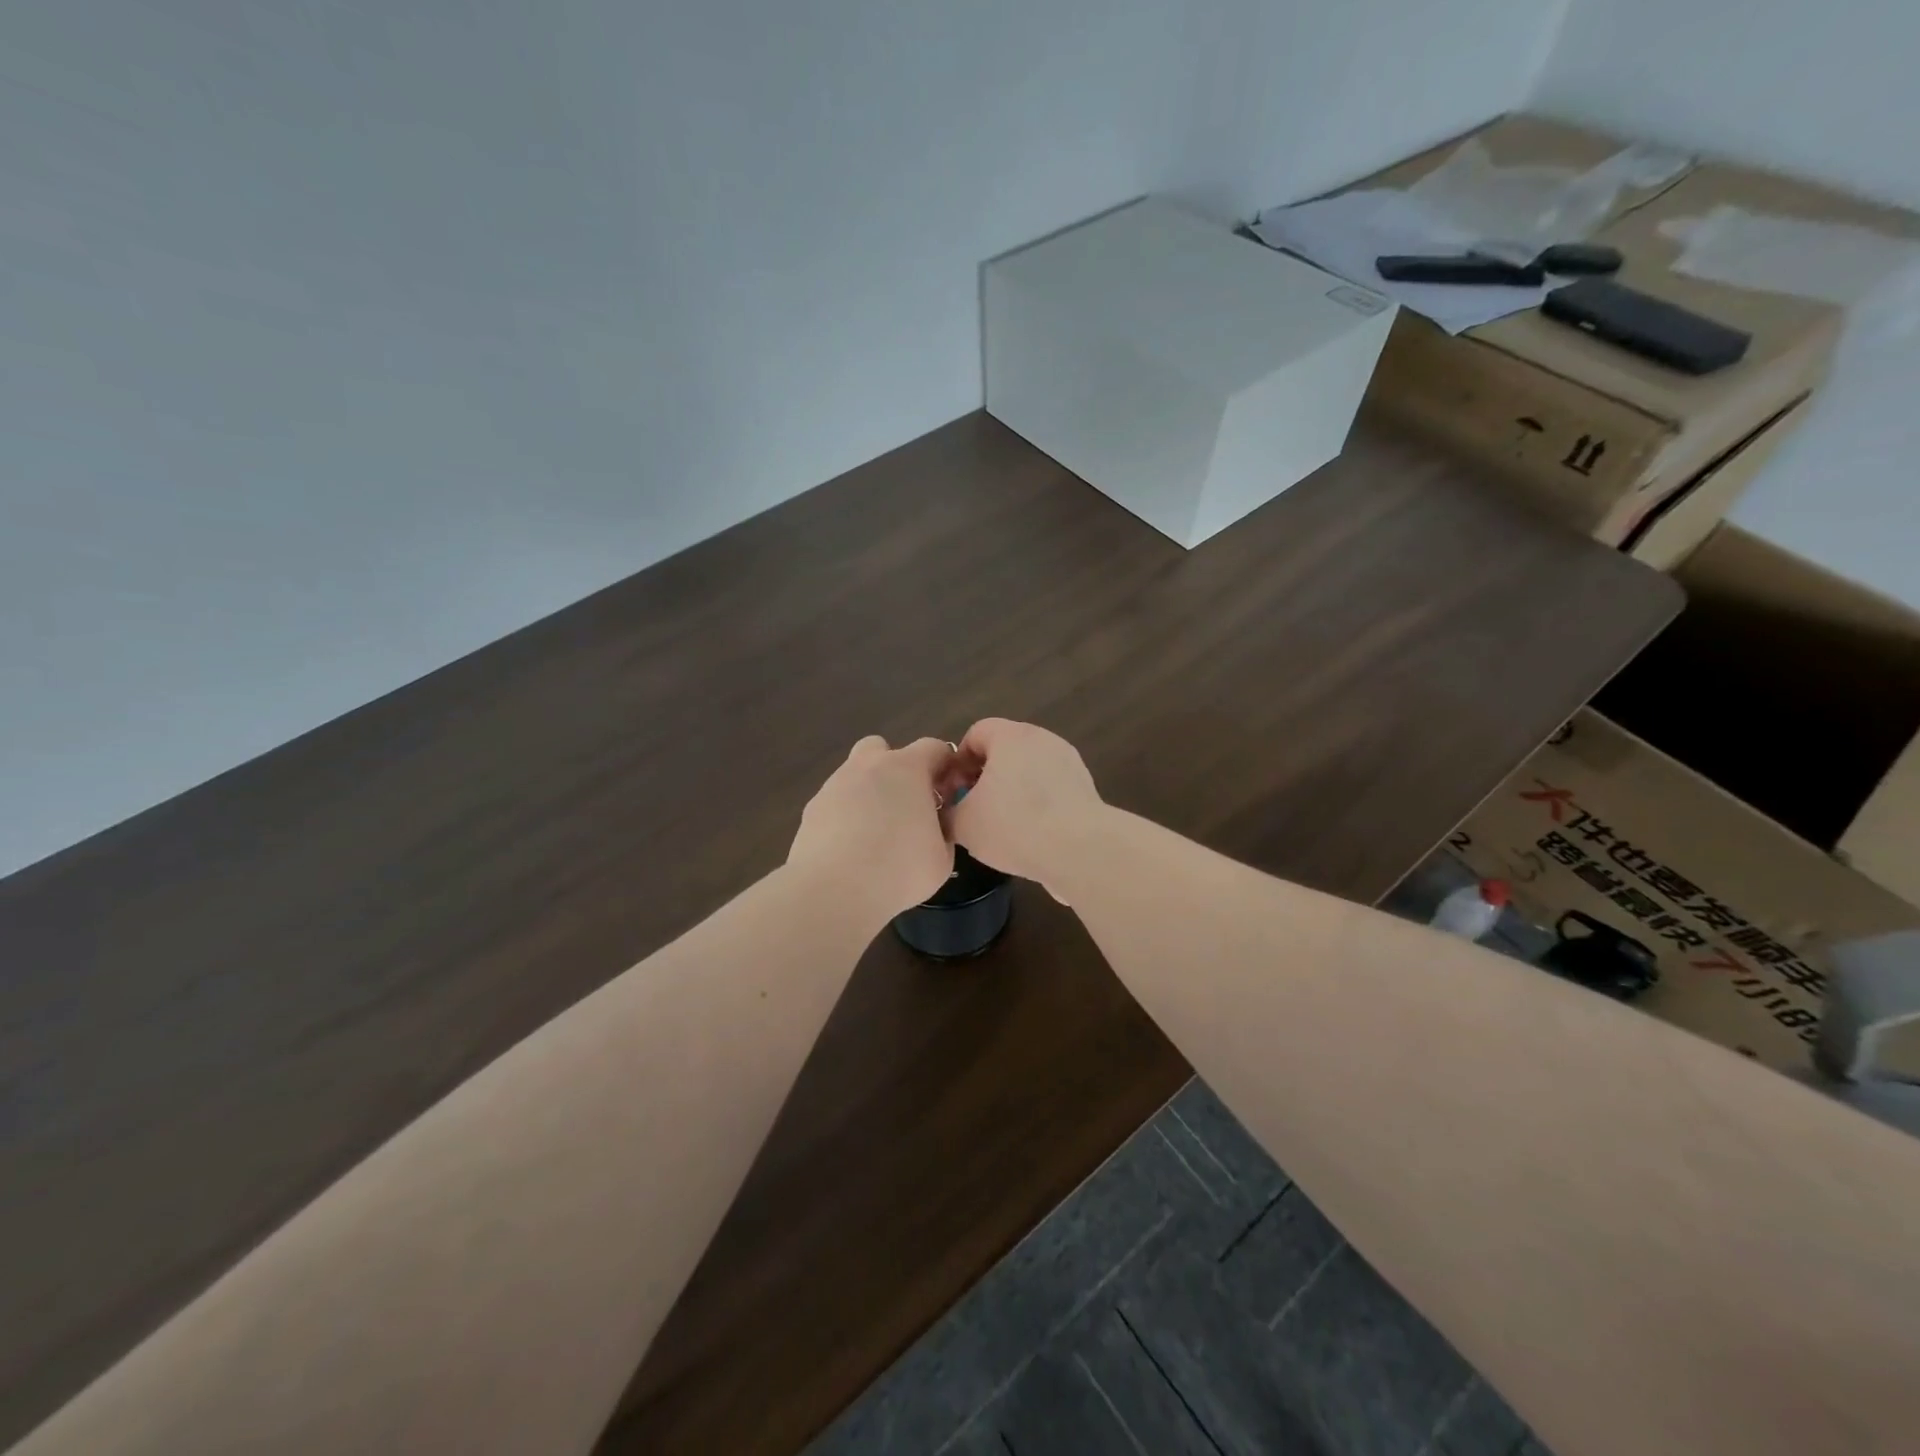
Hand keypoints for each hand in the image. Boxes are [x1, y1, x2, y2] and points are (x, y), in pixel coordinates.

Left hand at [788, 736, 957, 920]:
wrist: (833, 890)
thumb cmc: (899, 870)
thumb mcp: (943, 857)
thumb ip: (944, 830)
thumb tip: (937, 823)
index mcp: (907, 768)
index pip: (934, 748)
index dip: (945, 766)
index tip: (949, 793)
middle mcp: (868, 765)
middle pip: (884, 749)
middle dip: (896, 769)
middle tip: (907, 805)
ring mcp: (835, 784)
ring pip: (855, 774)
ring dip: (868, 792)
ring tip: (875, 833)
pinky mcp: (812, 808)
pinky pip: (836, 802)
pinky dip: (845, 815)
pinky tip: (850, 847)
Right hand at [947, 719, 1104, 896]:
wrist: (1080, 850)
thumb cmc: (1013, 826)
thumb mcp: (963, 824)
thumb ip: (948, 811)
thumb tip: (950, 810)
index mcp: (1011, 736)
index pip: (976, 733)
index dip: (958, 761)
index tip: (954, 792)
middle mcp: (1042, 739)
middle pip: (1004, 751)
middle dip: (985, 777)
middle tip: (974, 810)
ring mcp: (1069, 762)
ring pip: (1029, 771)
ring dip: (1013, 792)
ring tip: (1003, 828)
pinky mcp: (1086, 787)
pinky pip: (1051, 790)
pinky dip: (1038, 806)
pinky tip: (1031, 836)